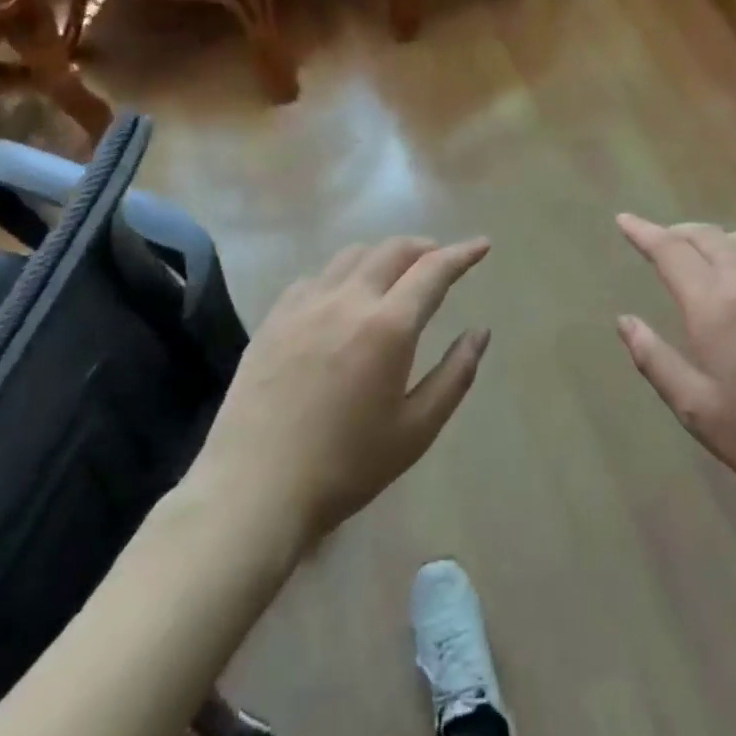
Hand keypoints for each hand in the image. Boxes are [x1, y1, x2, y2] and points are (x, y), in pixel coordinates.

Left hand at [199, 236, 491, 546]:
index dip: (462, 254)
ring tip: (396, 274)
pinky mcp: (273, 319)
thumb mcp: (417, 429)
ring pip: (352, 256)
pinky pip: (315, 277)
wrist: (254, 490)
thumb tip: (480, 332)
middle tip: (442, 259)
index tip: (482, 245)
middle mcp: (347, 301)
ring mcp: (304, 306)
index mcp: (388, 327)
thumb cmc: (347, 466)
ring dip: (383, 255)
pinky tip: (343, 298)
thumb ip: (455, 374)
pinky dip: (343, 274)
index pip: (433, 270)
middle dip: (425, 247)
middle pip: (392, 250)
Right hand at [615, 215, 735, 514]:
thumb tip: (625, 321)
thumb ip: (655, 359)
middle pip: (706, 236)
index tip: (624, 220)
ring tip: (694, 254)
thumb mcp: (696, 408)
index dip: (644, 233)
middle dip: (675, 232)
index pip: (671, 252)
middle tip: (654, 239)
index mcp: (714, 307)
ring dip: (709, 238)